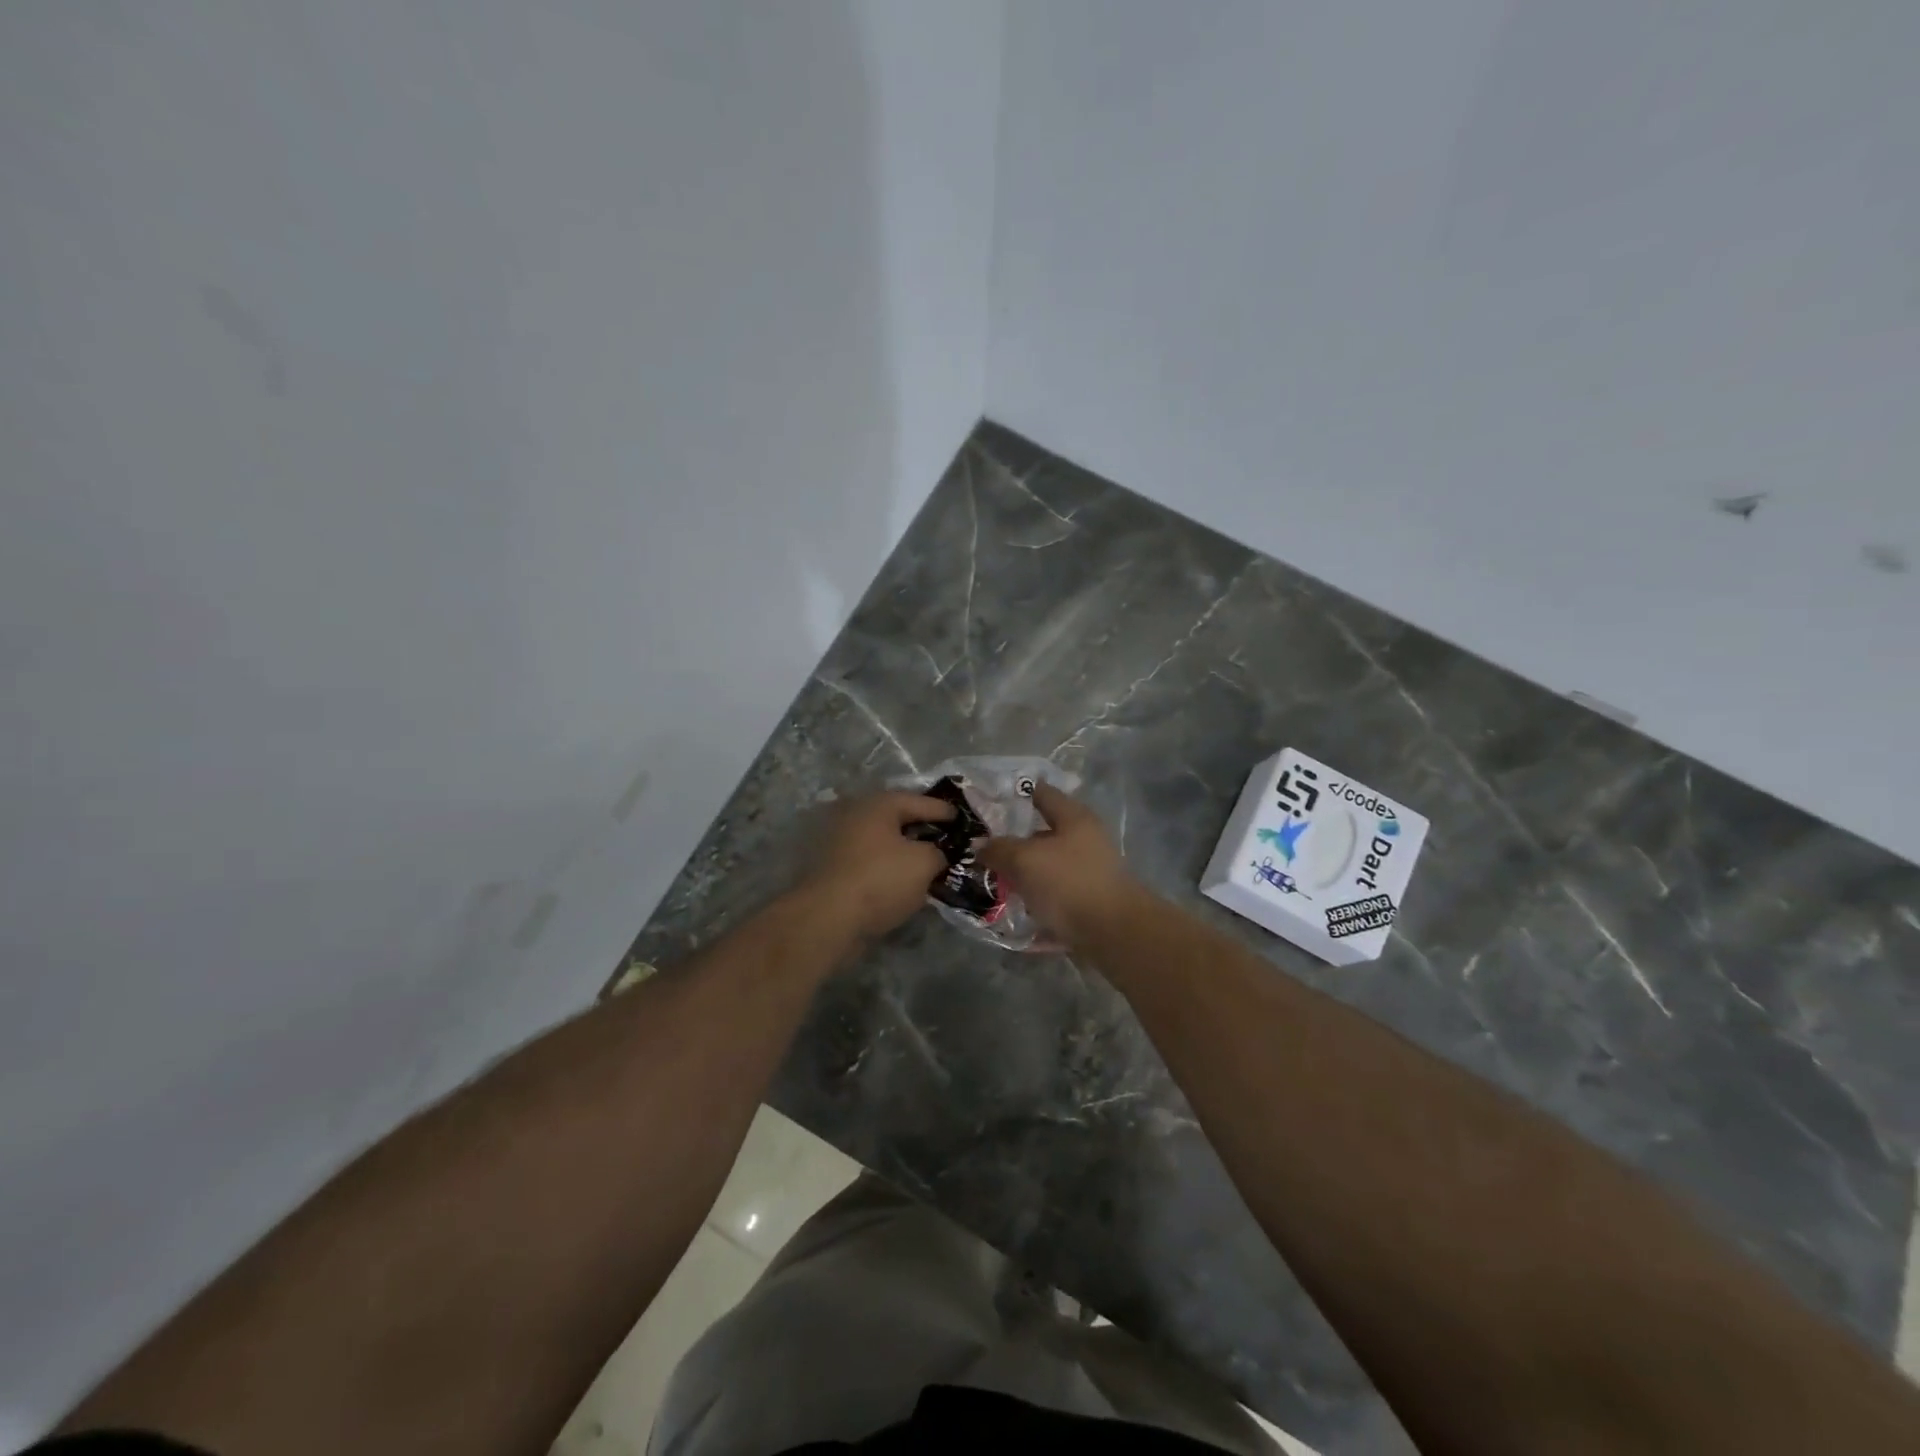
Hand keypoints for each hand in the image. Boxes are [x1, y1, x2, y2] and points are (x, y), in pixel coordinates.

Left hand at [798, 792, 953, 940]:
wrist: (828, 918)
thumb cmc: (881, 879)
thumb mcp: (924, 863)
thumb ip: (940, 852)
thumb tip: (938, 854)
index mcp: (879, 804)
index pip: (921, 801)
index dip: (946, 812)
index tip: (964, 821)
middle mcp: (856, 815)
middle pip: (899, 819)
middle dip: (924, 830)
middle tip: (948, 841)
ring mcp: (841, 841)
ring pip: (884, 842)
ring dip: (906, 851)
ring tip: (931, 864)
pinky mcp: (834, 868)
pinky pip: (871, 861)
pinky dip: (889, 867)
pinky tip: (905, 882)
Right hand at [979, 784, 1143, 946]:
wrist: (1114, 933)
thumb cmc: (1069, 883)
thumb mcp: (1025, 860)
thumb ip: (999, 849)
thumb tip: (979, 846)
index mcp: (1074, 818)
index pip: (1041, 793)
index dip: (1014, 794)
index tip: (987, 803)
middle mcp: (1085, 839)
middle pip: (1043, 832)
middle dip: (1013, 841)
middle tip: (982, 848)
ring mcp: (1089, 871)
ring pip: (1047, 866)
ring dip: (1023, 873)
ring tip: (993, 880)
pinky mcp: (1088, 900)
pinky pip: (1054, 894)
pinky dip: (1035, 898)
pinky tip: (1014, 908)